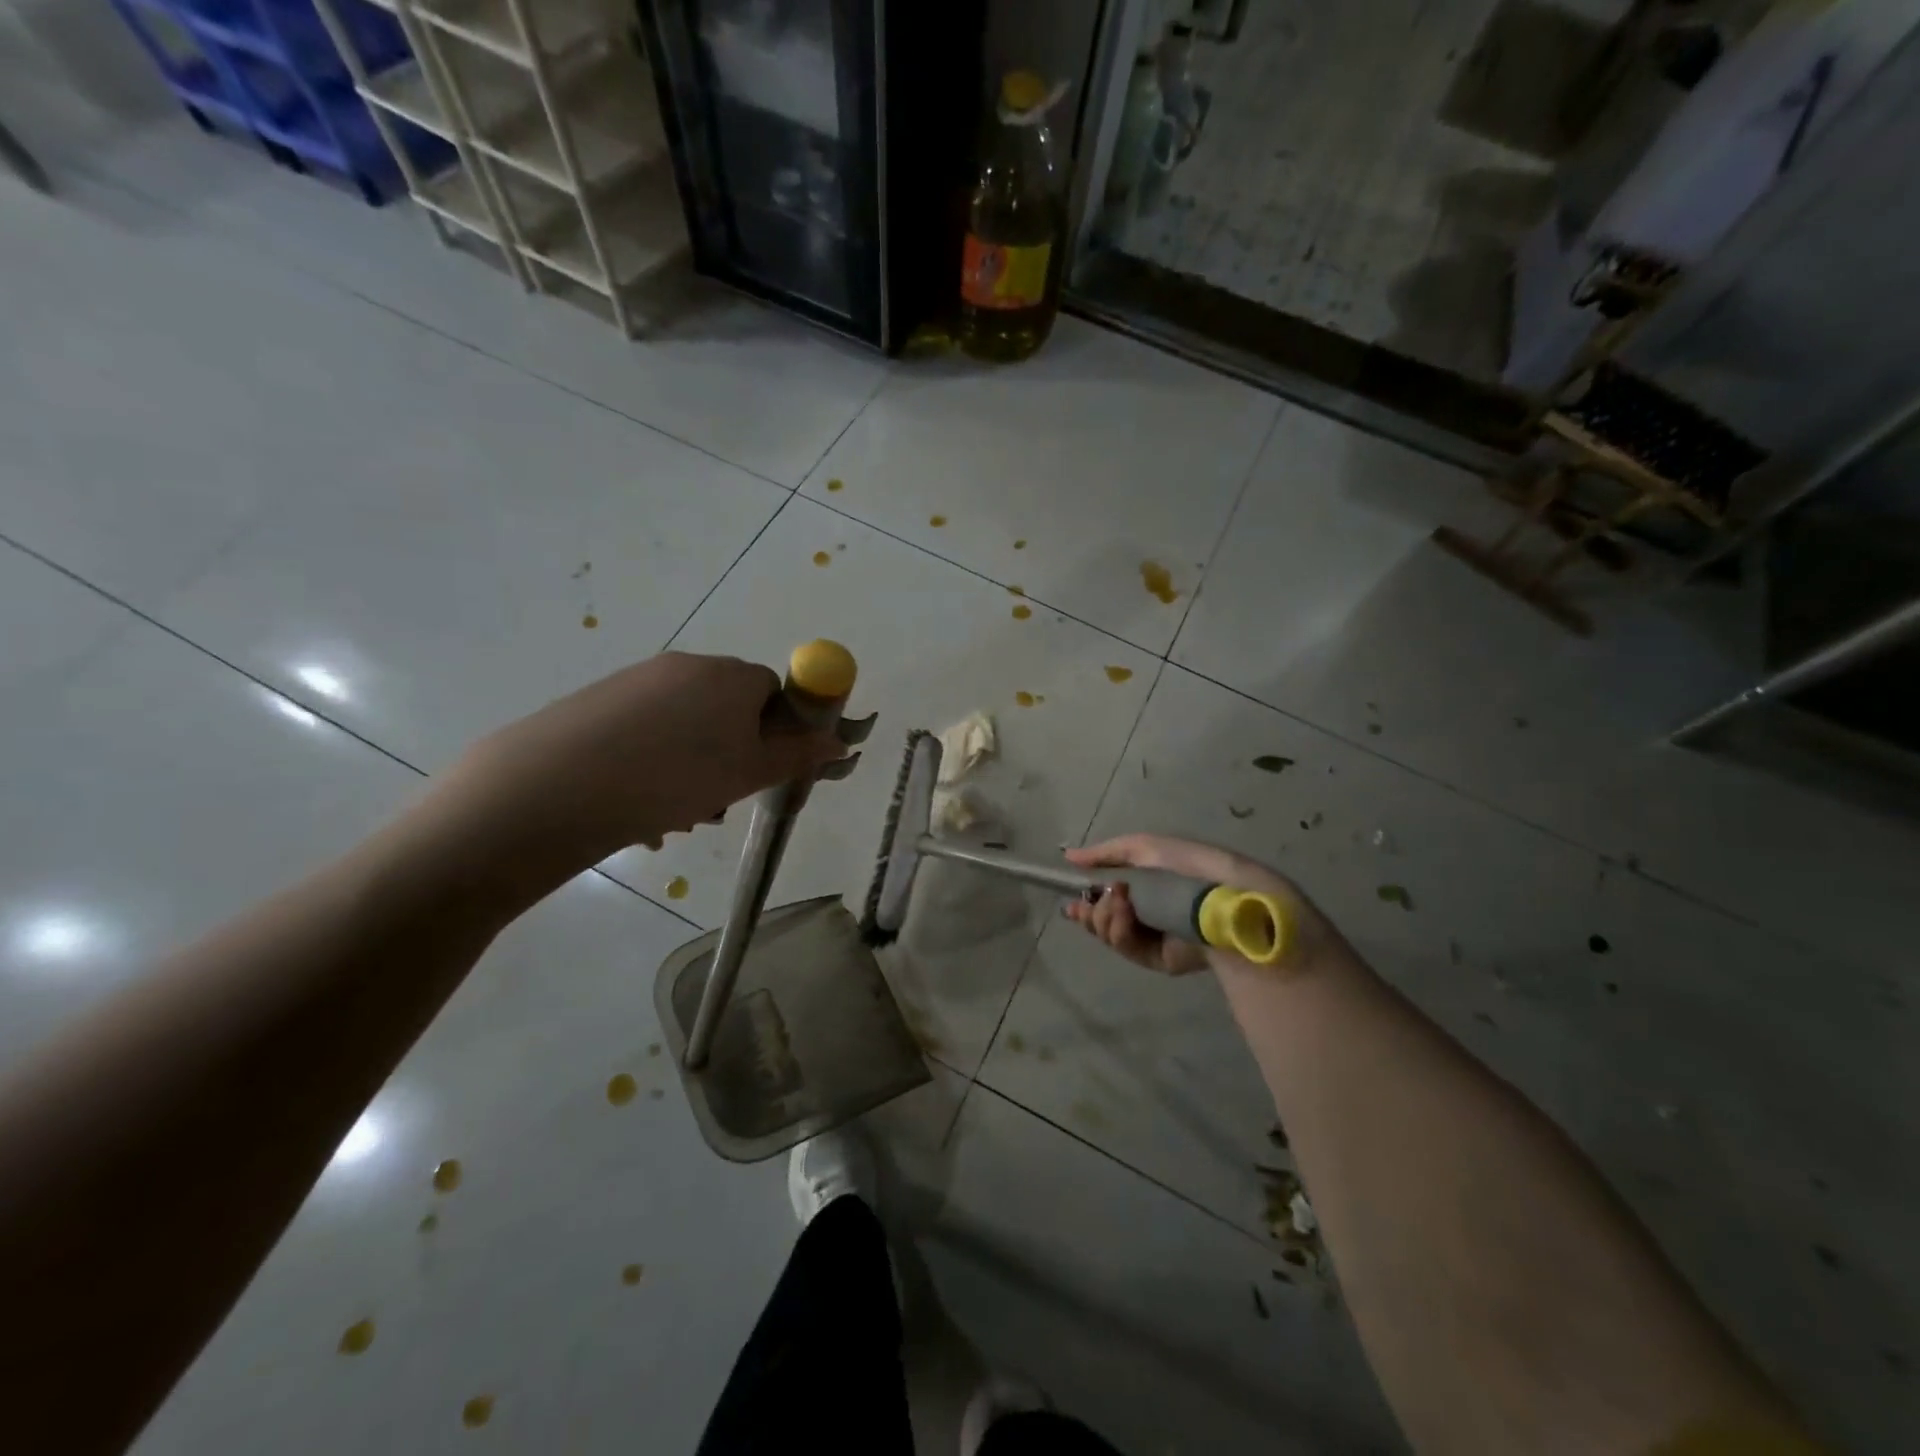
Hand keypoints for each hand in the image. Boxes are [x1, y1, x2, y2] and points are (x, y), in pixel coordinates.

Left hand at [432, 653, 847, 889]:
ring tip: (673, 817)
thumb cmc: (675, 778)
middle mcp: (686, 666)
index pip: (772, 691)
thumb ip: (799, 756)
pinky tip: (636, 808)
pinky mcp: (597, 702)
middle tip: (716, 803)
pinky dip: (653, 765)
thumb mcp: (750, 773)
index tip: (758, 771)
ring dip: (693, 769)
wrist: (555, 788)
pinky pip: (645, 733)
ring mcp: (637, 681)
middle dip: (731, 756)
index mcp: (730, 675)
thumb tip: (840, 742)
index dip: (774, 732)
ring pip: (685, 727)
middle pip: (728, 709)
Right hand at [1063, 834, 1318, 976]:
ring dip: (1103, 917)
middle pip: (1102, 921)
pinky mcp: (1160, 960)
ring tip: (1117, 902)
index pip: (1107, 898)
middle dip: (1090, 912)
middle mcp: (1147, 914)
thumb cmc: (1186, 865)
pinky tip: (1123, 914)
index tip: (1070, 902)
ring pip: (1109, 935)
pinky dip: (1118, 930)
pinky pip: (1126, 948)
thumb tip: (1068, 857)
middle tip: (1087, 904)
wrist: (1222, 895)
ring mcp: (1153, 939)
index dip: (1086, 900)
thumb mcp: (1142, 847)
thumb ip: (1104, 854)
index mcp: (1146, 888)